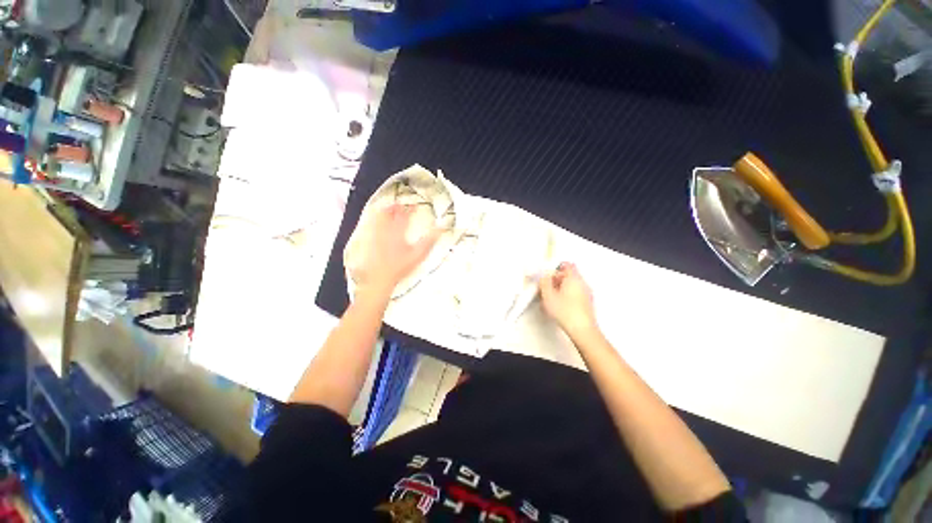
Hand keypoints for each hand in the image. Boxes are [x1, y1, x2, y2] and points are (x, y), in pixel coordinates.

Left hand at [354, 204, 440, 297]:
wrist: (378, 277)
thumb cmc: (399, 267)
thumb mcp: (418, 255)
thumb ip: (429, 241)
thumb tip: (440, 229)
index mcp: (399, 231)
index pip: (405, 215)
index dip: (411, 209)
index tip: (415, 206)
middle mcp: (385, 230)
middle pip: (389, 213)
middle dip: (395, 207)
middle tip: (400, 205)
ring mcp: (375, 234)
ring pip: (378, 217)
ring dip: (384, 211)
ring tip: (388, 209)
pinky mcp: (368, 240)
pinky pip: (370, 225)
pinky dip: (374, 220)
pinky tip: (376, 223)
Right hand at [539, 262, 597, 335]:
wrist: (582, 330)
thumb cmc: (565, 312)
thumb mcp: (548, 295)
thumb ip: (544, 282)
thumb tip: (544, 277)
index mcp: (574, 278)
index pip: (567, 265)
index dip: (556, 268)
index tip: (548, 275)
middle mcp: (582, 284)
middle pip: (569, 276)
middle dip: (556, 280)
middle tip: (546, 288)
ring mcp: (587, 294)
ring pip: (571, 286)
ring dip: (560, 290)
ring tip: (550, 300)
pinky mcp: (587, 304)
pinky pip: (575, 295)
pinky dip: (567, 298)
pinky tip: (558, 308)